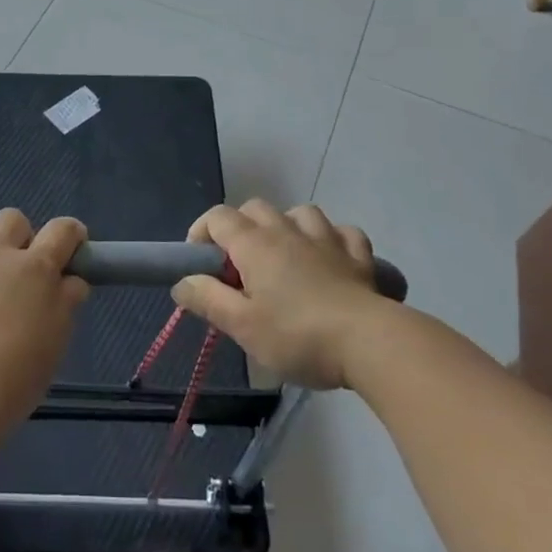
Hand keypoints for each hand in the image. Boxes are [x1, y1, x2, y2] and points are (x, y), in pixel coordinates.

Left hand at [0, 209, 89, 431]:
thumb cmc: (17, 375)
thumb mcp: (57, 342)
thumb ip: (66, 303)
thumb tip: (71, 281)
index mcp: (36, 269)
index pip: (61, 231)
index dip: (70, 233)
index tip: (71, 245)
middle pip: (12, 219)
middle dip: (19, 234)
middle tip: (18, 266)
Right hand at [173, 200, 389, 389]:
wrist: (370, 343)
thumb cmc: (297, 335)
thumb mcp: (242, 327)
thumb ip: (207, 299)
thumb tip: (182, 283)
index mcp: (254, 244)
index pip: (217, 217)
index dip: (201, 233)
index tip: (199, 264)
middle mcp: (287, 231)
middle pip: (255, 208)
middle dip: (240, 228)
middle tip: (240, 268)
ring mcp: (326, 239)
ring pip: (300, 213)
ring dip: (286, 227)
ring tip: (285, 257)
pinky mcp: (359, 256)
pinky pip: (343, 232)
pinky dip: (332, 239)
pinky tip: (330, 258)